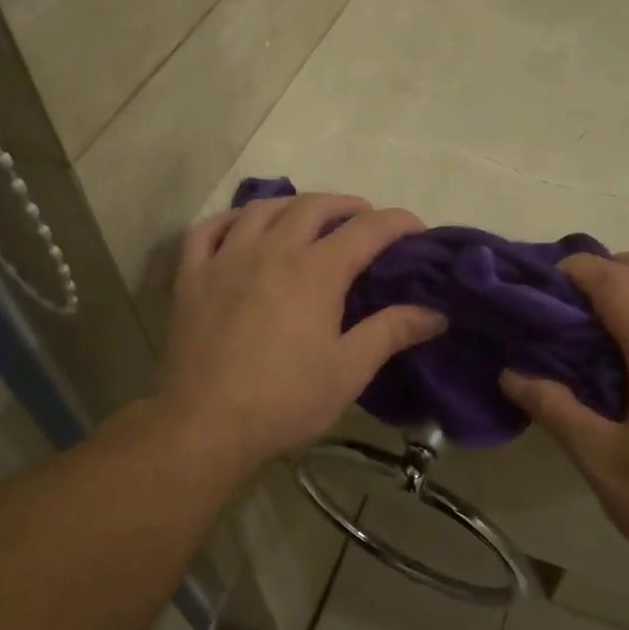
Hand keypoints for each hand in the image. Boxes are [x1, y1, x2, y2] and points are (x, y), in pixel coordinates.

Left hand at [158, 194, 447, 471]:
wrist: (207, 424)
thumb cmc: (286, 399)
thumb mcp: (349, 370)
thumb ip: (392, 332)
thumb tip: (436, 314)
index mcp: (316, 271)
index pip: (366, 229)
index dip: (397, 223)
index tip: (416, 229)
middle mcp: (272, 250)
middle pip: (314, 207)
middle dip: (347, 205)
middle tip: (364, 220)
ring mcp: (226, 259)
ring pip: (262, 208)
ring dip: (294, 205)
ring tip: (308, 217)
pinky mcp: (192, 277)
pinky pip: (208, 230)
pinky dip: (231, 219)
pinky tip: (243, 227)